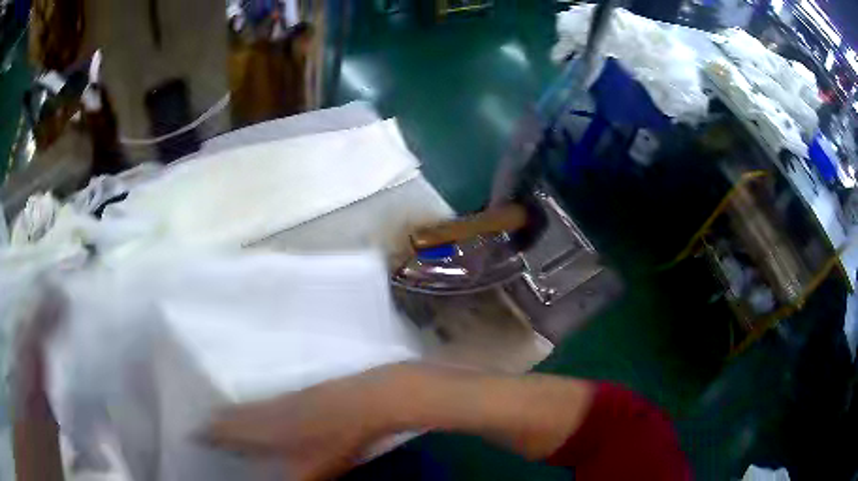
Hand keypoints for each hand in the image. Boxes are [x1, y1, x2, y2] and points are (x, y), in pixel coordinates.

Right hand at [204, 369, 396, 480]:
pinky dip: (256, 408)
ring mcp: (284, 396)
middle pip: (233, 413)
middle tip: (205, 427)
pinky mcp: (301, 391)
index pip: (224, 428)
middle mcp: (266, 408)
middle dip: (217, 421)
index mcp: (261, 428)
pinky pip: (267, 400)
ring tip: (226, 419)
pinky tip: (264, 412)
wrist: (366, 399)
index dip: (207, 433)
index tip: (192, 434)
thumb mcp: (310, 473)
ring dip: (236, 413)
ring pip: (250, 405)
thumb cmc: (335, 440)